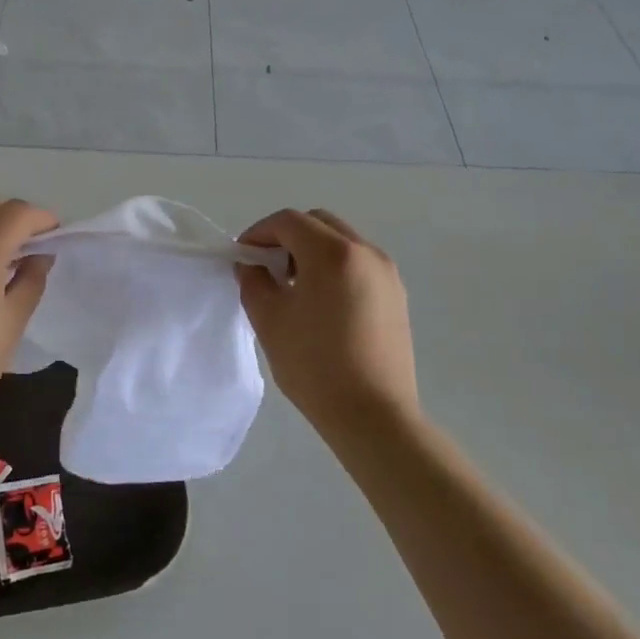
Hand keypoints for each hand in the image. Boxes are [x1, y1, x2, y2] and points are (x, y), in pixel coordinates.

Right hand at [236, 208, 417, 434]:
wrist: (374, 417)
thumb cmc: (315, 366)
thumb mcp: (270, 320)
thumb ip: (254, 282)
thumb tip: (252, 266)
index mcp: (333, 253)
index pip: (289, 221)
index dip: (259, 232)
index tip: (243, 257)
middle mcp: (365, 252)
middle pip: (318, 223)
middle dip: (287, 237)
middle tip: (267, 268)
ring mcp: (387, 273)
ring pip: (341, 242)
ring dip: (312, 251)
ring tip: (293, 287)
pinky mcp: (397, 296)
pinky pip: (359, 264)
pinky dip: (335, 268)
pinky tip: (322, 304)